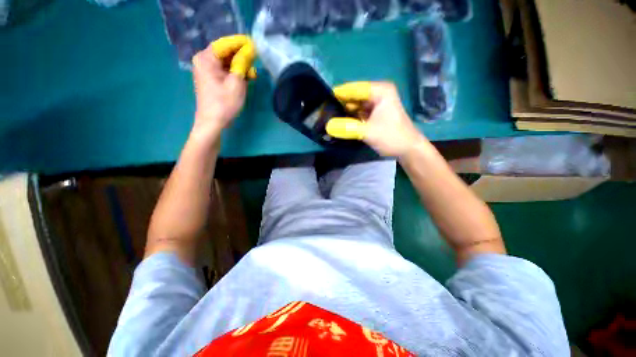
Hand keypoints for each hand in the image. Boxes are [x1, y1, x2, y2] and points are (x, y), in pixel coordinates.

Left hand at [191, 35, 256, 139]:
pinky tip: (247, 78)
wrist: (213, 122)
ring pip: (227, 63)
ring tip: (253, 74)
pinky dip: (236, 74)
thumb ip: (242, 64)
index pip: (225, 44)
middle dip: (241, 56)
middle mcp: (204, 61)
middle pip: (226, 53)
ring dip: (240, 66)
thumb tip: (249, 50)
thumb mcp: (236, 83)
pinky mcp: (212, 79)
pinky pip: (225, 71)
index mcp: (206, 59)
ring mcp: (207, 71)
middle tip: (256, 60)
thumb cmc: (224, 103)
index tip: (254, 44)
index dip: (240, 43)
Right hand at [328, 82, 424, 156]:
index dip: (338, 95)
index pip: (353, 89)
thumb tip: (327, 126)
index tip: (322, 102)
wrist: (408, 149)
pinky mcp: (374, 114)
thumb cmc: (392, 136)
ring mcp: (376, 104)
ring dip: (344, 113)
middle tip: (324, 114)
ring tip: (329, 119)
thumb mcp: (369, 132)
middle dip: (340, 105)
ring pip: (355, 106)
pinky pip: (358, 113)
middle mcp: (377, 94)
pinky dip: (350, 119)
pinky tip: (340, 124)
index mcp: (380, 91)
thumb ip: (348, 128)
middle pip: (353, 97)